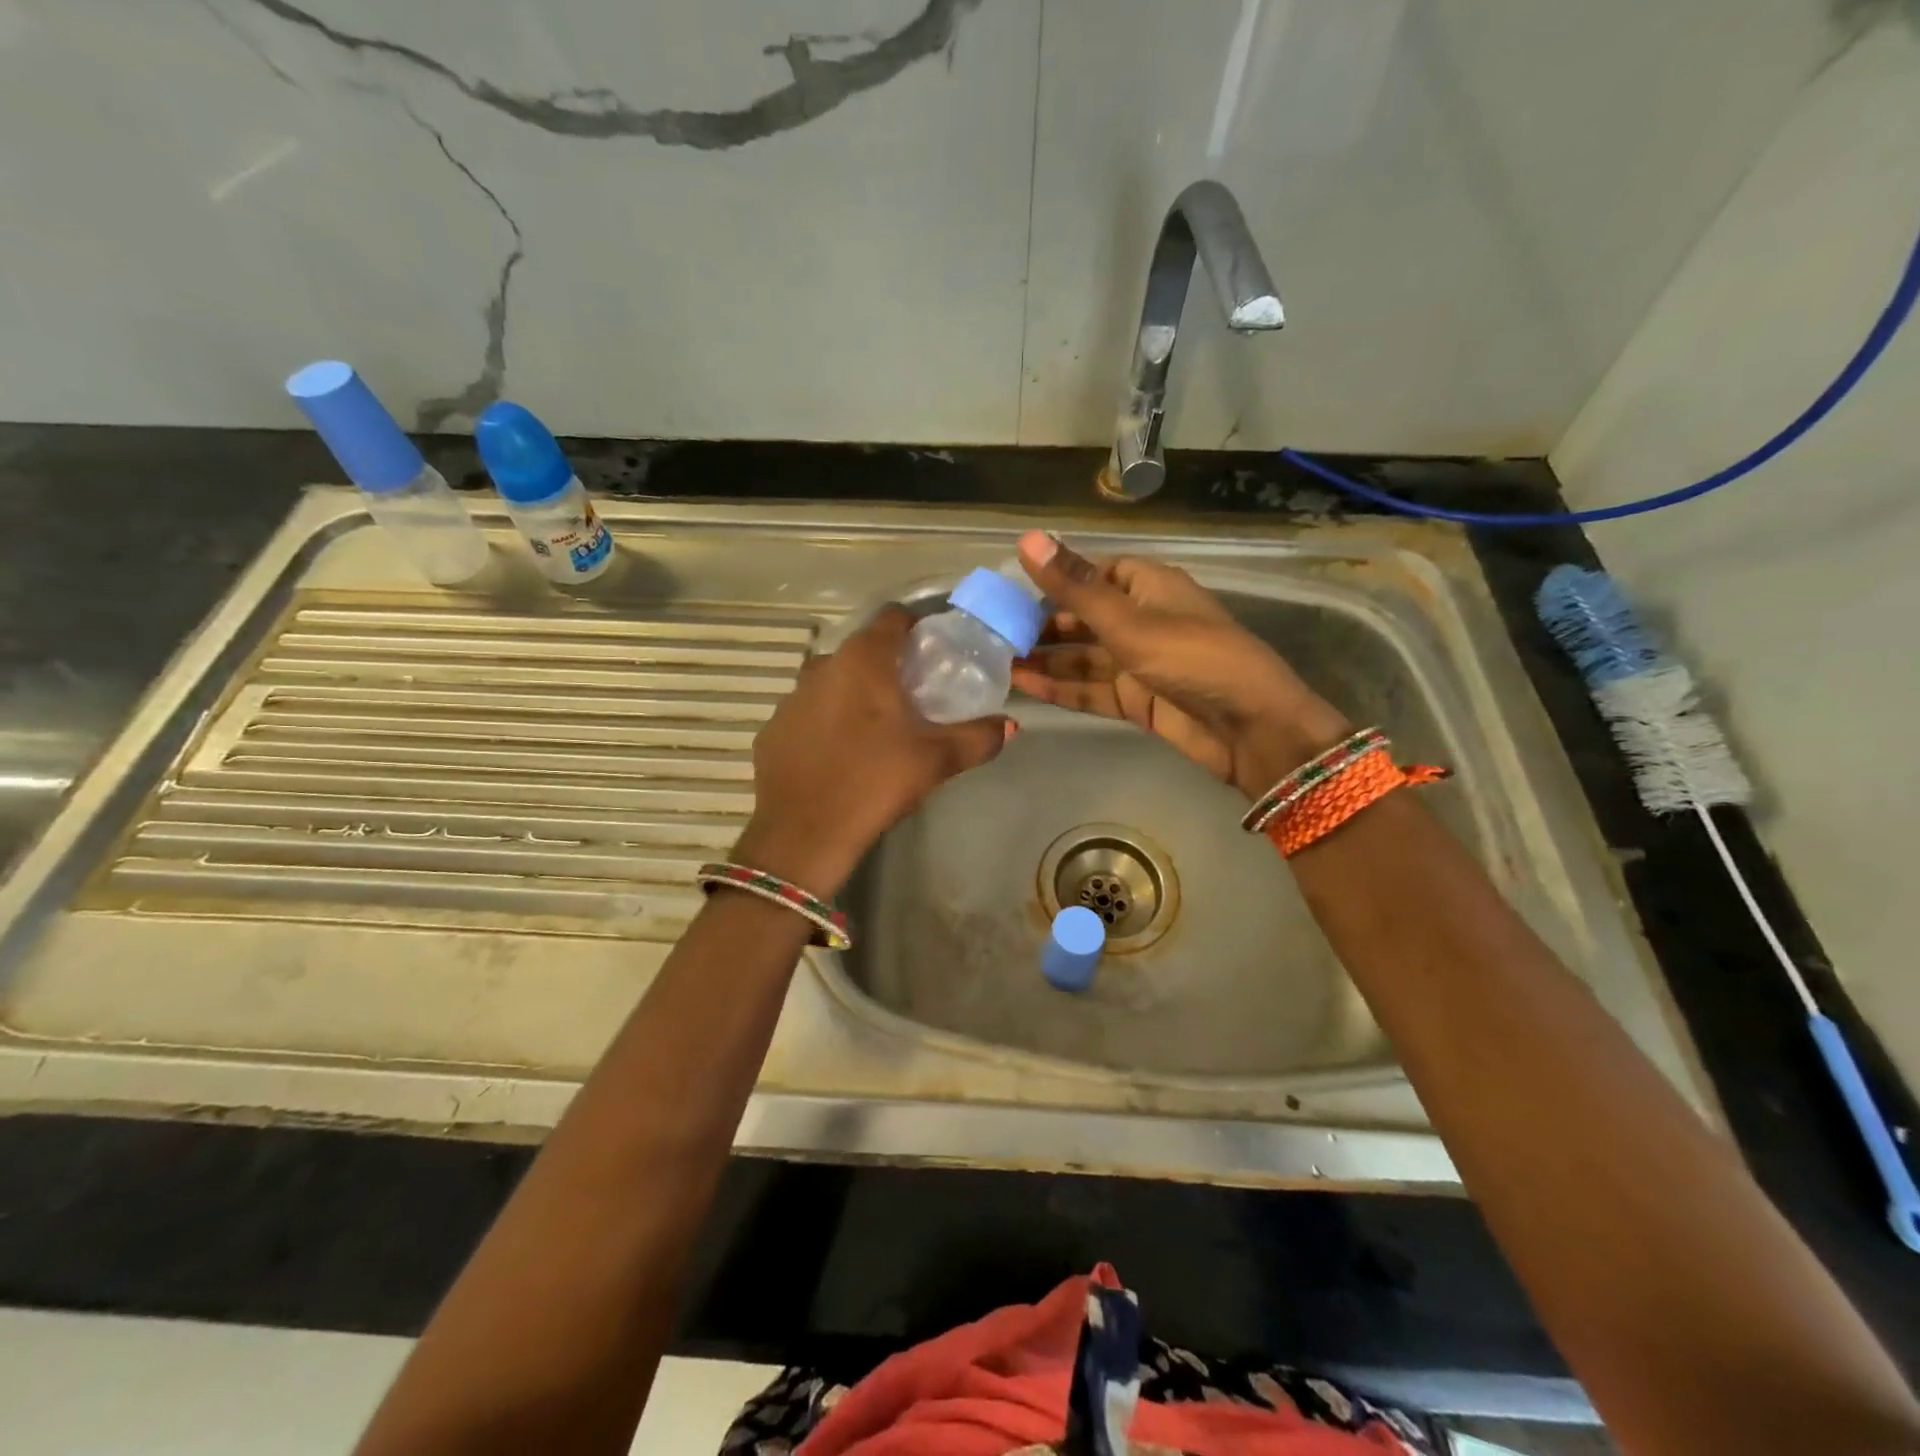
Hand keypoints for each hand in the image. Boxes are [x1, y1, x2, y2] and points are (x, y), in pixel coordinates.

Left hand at [736, 605, 1011, 897]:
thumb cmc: (874, 782)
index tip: (936, 651)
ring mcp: (791, 698)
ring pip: (832, 681)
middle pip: (862, 650)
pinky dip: (827, 721)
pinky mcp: (772, 729)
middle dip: (889, 665)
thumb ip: (977, 738)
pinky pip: (808, 713)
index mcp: (863, 661)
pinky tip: (840, 753)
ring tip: (878, 727)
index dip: (917, 627)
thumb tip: (1009, 726)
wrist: (802, 834)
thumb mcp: (935, 761)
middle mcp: (822, 667)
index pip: (893, 618)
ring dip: (855, 693)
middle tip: (915, 695)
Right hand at [1011, 531, 1350, 798]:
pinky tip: (1024, 687)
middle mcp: (1142, 619)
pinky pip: (1091, 689)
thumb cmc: (1192, 658)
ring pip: (1082, 656)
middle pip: (1083, 617)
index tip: (1009, 591)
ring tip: (997, 662)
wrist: (1249, 728)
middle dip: (1041, 625)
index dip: (1054, 580)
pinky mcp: (1136, 700)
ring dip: (1045, 659)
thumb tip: (1028, 538)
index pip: (1093, 573)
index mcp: (1148, 586)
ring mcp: (1138, 662)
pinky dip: (1061, 688)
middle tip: (992, 633)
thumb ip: (1075, 587)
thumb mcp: (1129, 621)